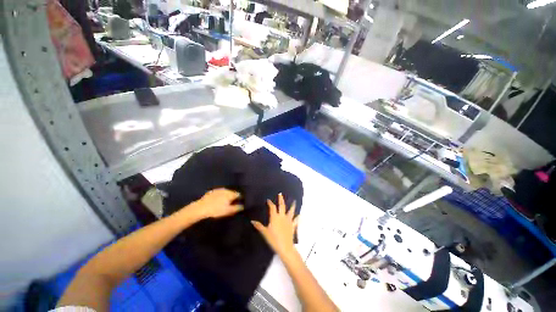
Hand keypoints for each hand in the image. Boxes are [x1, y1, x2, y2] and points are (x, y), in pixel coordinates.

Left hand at [192, 188, 242, 218]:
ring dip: (226, 196)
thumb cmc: (216, 210)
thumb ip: (237, 208)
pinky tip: (217, 201)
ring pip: (226, 192)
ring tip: (225, 202)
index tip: (239, 203)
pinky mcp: (212, 191)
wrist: (200, 208)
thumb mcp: (228, 211)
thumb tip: (243, 206)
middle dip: (233, 197)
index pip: (239, 194)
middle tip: (232, 204)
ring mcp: (218, 189)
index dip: (240, 199)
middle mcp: (226, 190)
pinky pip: (219, 193)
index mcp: (231, 193)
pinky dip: (220, 196)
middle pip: (232, 193)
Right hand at [251, 193, 297, 256]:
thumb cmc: (273, 239)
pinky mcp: (292, 225)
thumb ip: (259, 226)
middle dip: (281, 199)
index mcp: (275, 217)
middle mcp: (282, 216)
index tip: (269, 200)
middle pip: (282, 206)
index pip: (272, 207)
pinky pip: (296, 220)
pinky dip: (297, 217)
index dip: (270, 203)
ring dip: (292, 206)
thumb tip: (252, 221)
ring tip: (294, 201)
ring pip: (291, 211)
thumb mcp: (264, 233)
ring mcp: (288, 220)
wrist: (285, 247)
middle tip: (280, 194)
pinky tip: (299, 215)